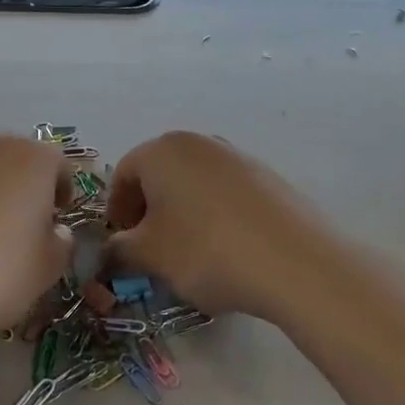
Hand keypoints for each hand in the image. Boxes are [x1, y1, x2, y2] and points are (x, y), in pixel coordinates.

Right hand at [107, 131, 339, 319]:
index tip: (121, 245)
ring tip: (189, 254)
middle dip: (149, 212)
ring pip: (194, 185)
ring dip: (182, 215)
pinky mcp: (268, 178)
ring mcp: (238, 156)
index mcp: (162, 150)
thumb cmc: (206, 250)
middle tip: (150, 251)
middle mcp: (199, 142)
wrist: (295, 262)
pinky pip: (226, 194)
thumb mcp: (149, 256)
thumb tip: (109, 252)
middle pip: (160, 175)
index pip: (124, 175)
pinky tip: (226, 250)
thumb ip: (118, 250)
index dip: (116, 212)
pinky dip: (215, 217)